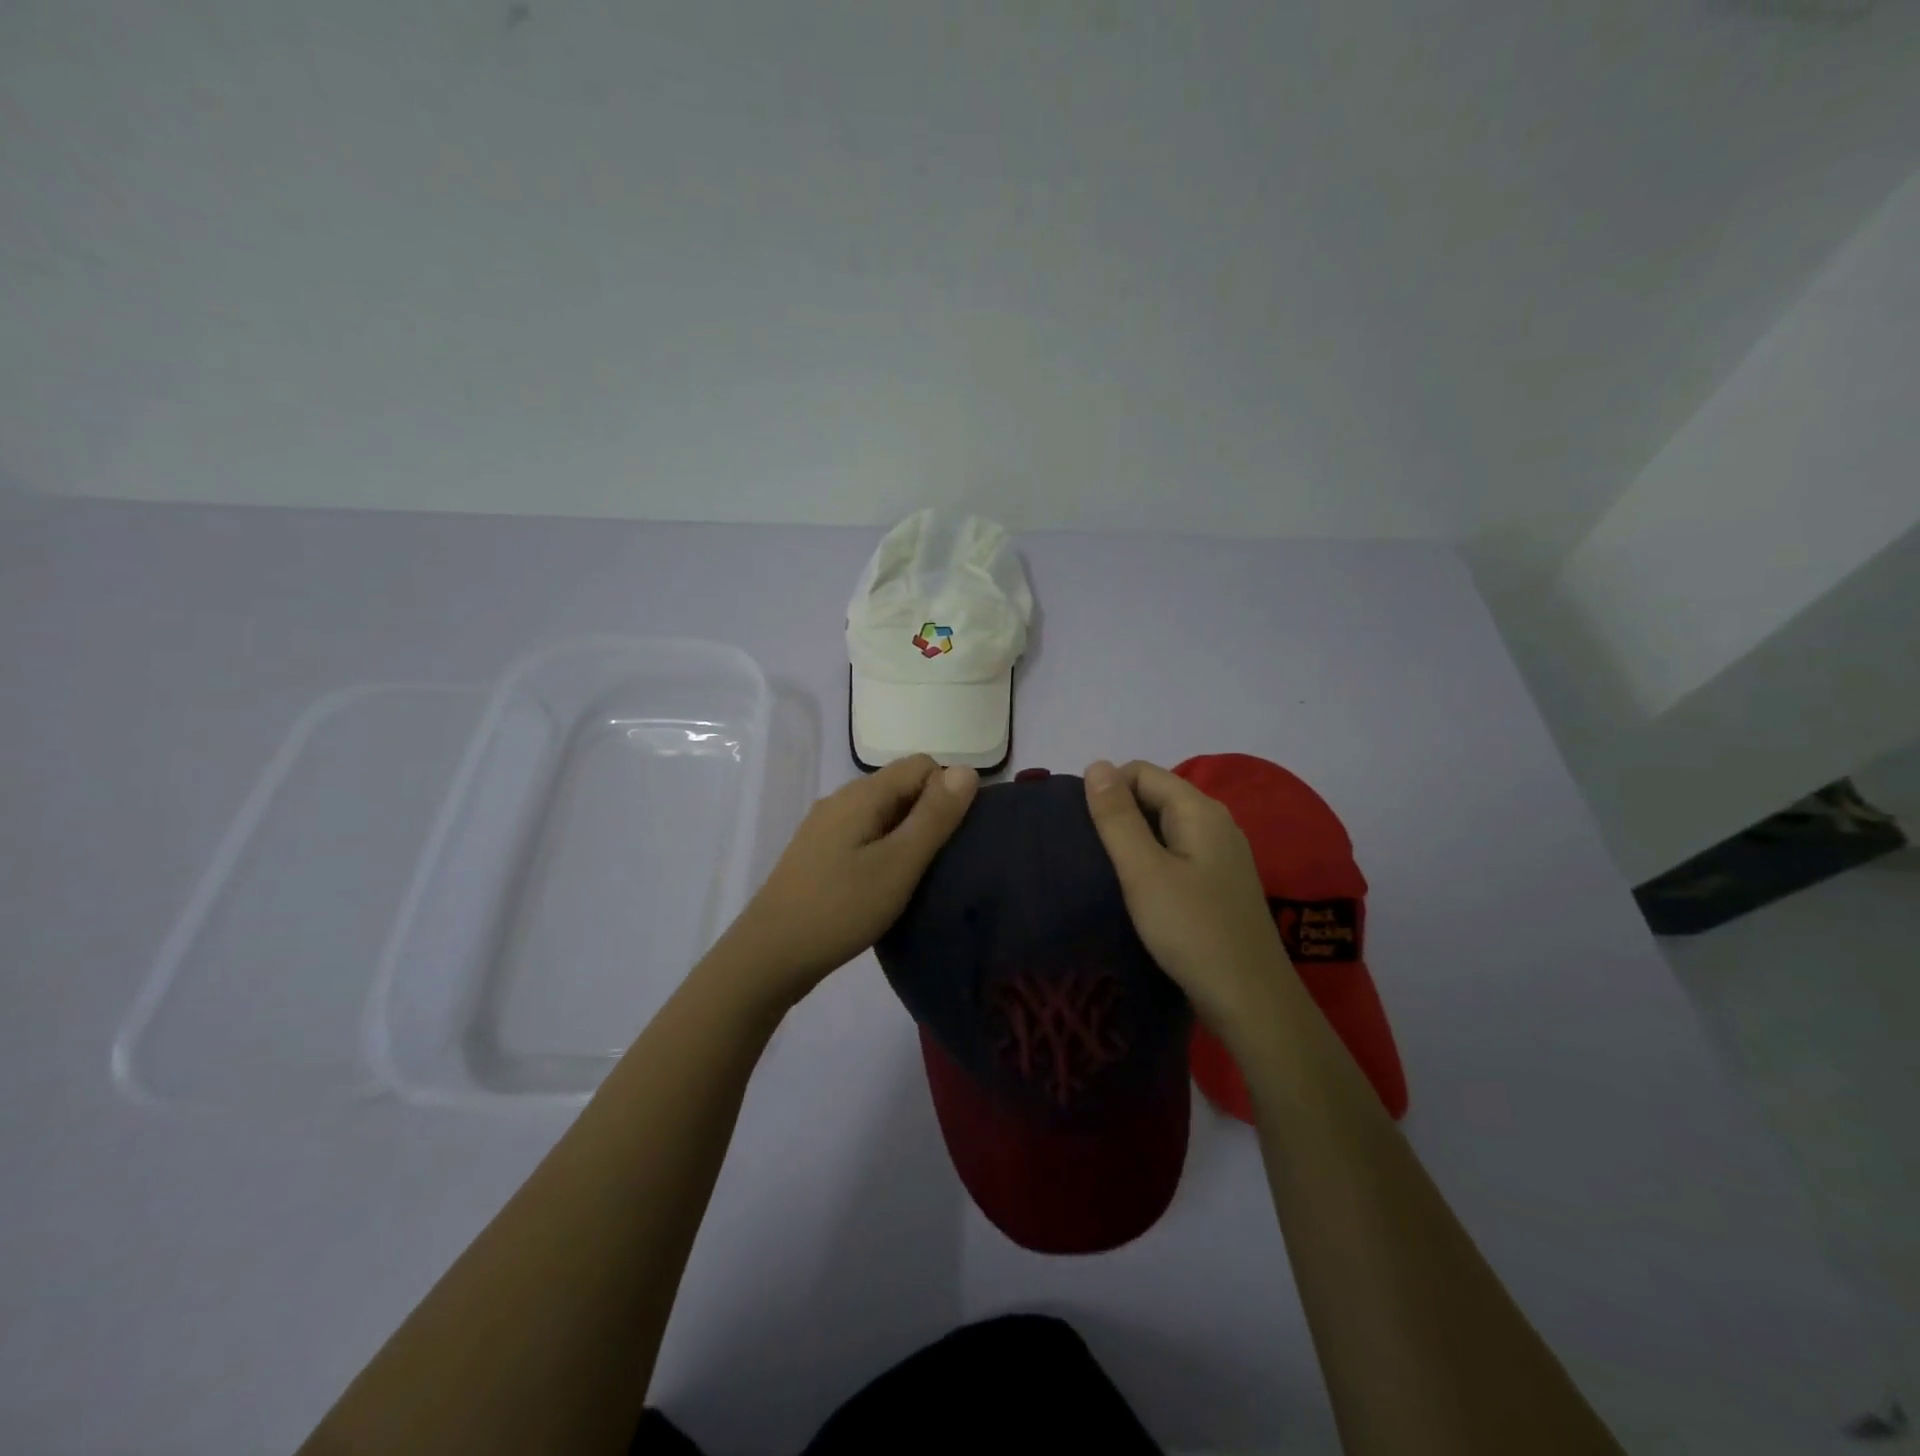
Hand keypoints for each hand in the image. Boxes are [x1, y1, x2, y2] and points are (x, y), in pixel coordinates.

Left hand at [716, 755, 978, 1010]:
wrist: (769, 955)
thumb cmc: (841, 908)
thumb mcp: (899, 864)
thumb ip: (934, 816)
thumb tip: (967, 770)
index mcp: (861, 794)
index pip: (922, 765)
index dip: (947, 792)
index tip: (954, 838)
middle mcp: (841, 800)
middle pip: (900, 787)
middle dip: (929, 814)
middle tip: (941, 862)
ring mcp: (824, 827)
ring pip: (881, 813)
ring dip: (906, 835)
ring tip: (917, 877)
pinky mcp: (817, 853)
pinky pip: (863, 835)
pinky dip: (883, 850)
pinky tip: (885, 885)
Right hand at [1083, 759, 1290, 1036]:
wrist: (1250, 1000)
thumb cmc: (1191, 929)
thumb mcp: (1143, 871)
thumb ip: (1117, 817)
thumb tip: (1096, 764)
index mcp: (1199, 810)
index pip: (1141, 772)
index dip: (1107, 789)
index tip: (1082, 828)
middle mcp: (1215, 823)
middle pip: (1155, 795)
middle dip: (1118, 814)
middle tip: (1089, 852)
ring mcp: (1221, 855)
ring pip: (1164, 827)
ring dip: (1132, 840)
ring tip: (1105, 871)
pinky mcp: (1219, 884)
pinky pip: (1176, 854)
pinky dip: (1151, 861)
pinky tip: (1136, 890)